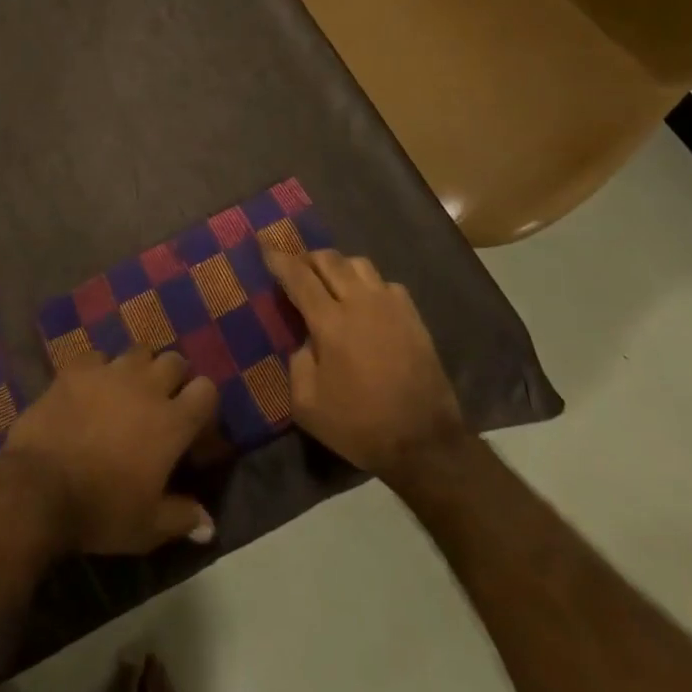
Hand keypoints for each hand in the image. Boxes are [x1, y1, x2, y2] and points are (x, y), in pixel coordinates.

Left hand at [1, 347, 219, 554]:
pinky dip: (99, 370)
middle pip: (175, 361)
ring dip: (139, 369)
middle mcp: (147, 387)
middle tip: (160, 405)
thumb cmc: (101, 509)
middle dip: (173, 379)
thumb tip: (208, 524)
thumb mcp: (148, 528)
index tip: (193, 428)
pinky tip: (90, 389)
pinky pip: (97, 357)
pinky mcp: (77, 369)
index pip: (207, 390)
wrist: (39, 487)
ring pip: (138, 352)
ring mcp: (110, 372)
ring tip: (127, 392)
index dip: (203, 405)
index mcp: (172, 422)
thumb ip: (182, 518)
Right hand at [267, 249, 462, 478]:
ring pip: (360, 264)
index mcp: (331, 323)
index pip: (299, 277)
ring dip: (339, 267)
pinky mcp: (413, 317)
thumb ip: (297, 362)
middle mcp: (361, 303)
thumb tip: (306, 340)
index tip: (265, 248)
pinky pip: (386, 284)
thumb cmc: (360, 426)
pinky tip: (365, 304)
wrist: (425, 443)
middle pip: (330, 260)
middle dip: (308, 258)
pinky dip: (369, 285)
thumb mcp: (307, 405)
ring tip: (330, 283)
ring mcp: (391, 306)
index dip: (279, 260)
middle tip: (296, 269)